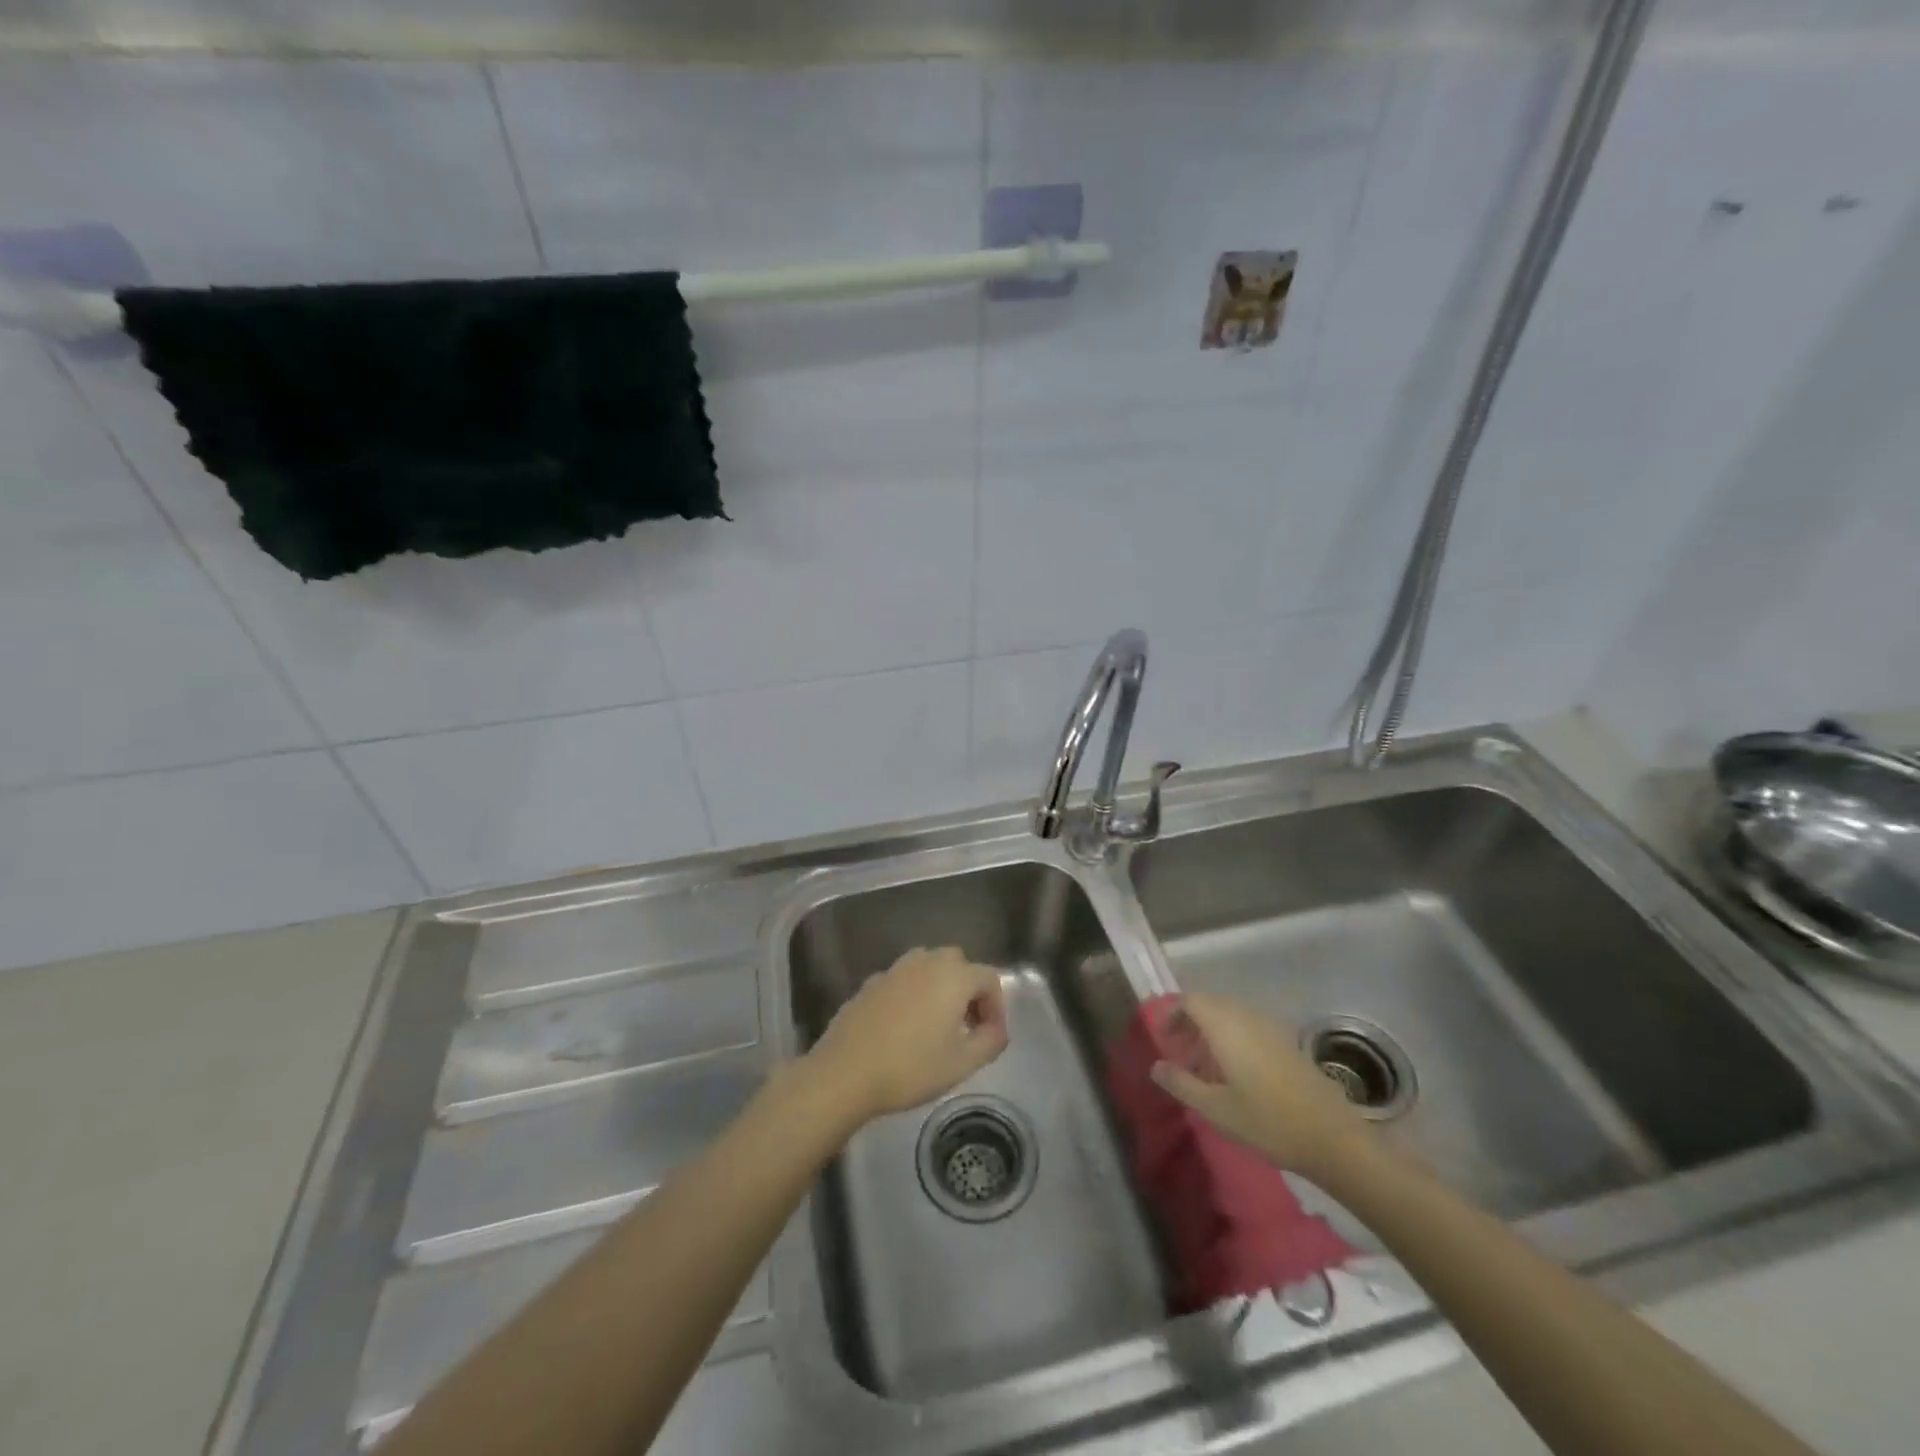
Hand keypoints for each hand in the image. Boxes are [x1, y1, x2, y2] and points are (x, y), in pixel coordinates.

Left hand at [805, 947, 1008, 1123]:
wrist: (845, 1072)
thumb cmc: (910, 1068)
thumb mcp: (962, 1064)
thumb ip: (990, 1042)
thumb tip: (997, 1030)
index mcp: (953, 977)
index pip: (988, 978)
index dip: (996, 1006)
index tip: (991, 1035)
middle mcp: (926, 962)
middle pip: (959, 964)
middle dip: (969, 991)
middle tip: (968, 1026)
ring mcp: (895, 970)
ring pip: (928, 966)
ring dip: (940, 987)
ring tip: (937, 1023)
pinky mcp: (871, 983)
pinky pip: (903, 980)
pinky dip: (913, 994)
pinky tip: (904, 1026)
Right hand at [1149, 992, 1371, 1181]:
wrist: (1333, 1138)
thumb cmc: (1267, 1121)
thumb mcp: (1215, 1108)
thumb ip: (1181, 1083)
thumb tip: (1155, 1066)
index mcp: (1225, 1025)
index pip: (1190, 1001)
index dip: (1172, 1014)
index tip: (1163, 1038)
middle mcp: (1247, 1016)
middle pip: (1210, 1004)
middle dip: (1191, 1023)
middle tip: (1180, 1054)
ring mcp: (1271, 1027)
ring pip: (1231, 1015)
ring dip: (1212, 1031)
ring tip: (1205, 1067)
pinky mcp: (1288, 1042)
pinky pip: (1250, 1026)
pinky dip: (1234, 1038)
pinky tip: (1236, 1072)